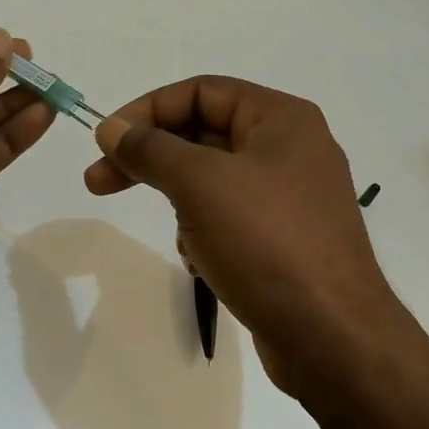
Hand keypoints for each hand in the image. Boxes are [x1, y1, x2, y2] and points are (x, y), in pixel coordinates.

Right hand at [84, 77, 406, 396]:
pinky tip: (204, 263)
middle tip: (98, 182)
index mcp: (281, 119)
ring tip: (182, 237)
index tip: (104, 141)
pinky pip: (228, 219)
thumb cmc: (265, 242)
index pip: (200, 92)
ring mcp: (289, 198)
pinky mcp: (283, 240)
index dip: (146, 110)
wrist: (331, 337)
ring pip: (211, 181)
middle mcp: (290, 150)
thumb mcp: (199, 183)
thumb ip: (149, 148)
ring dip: (181, 202)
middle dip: (152, 158)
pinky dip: (204, 233)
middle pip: (204, 134)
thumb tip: (110, 128)